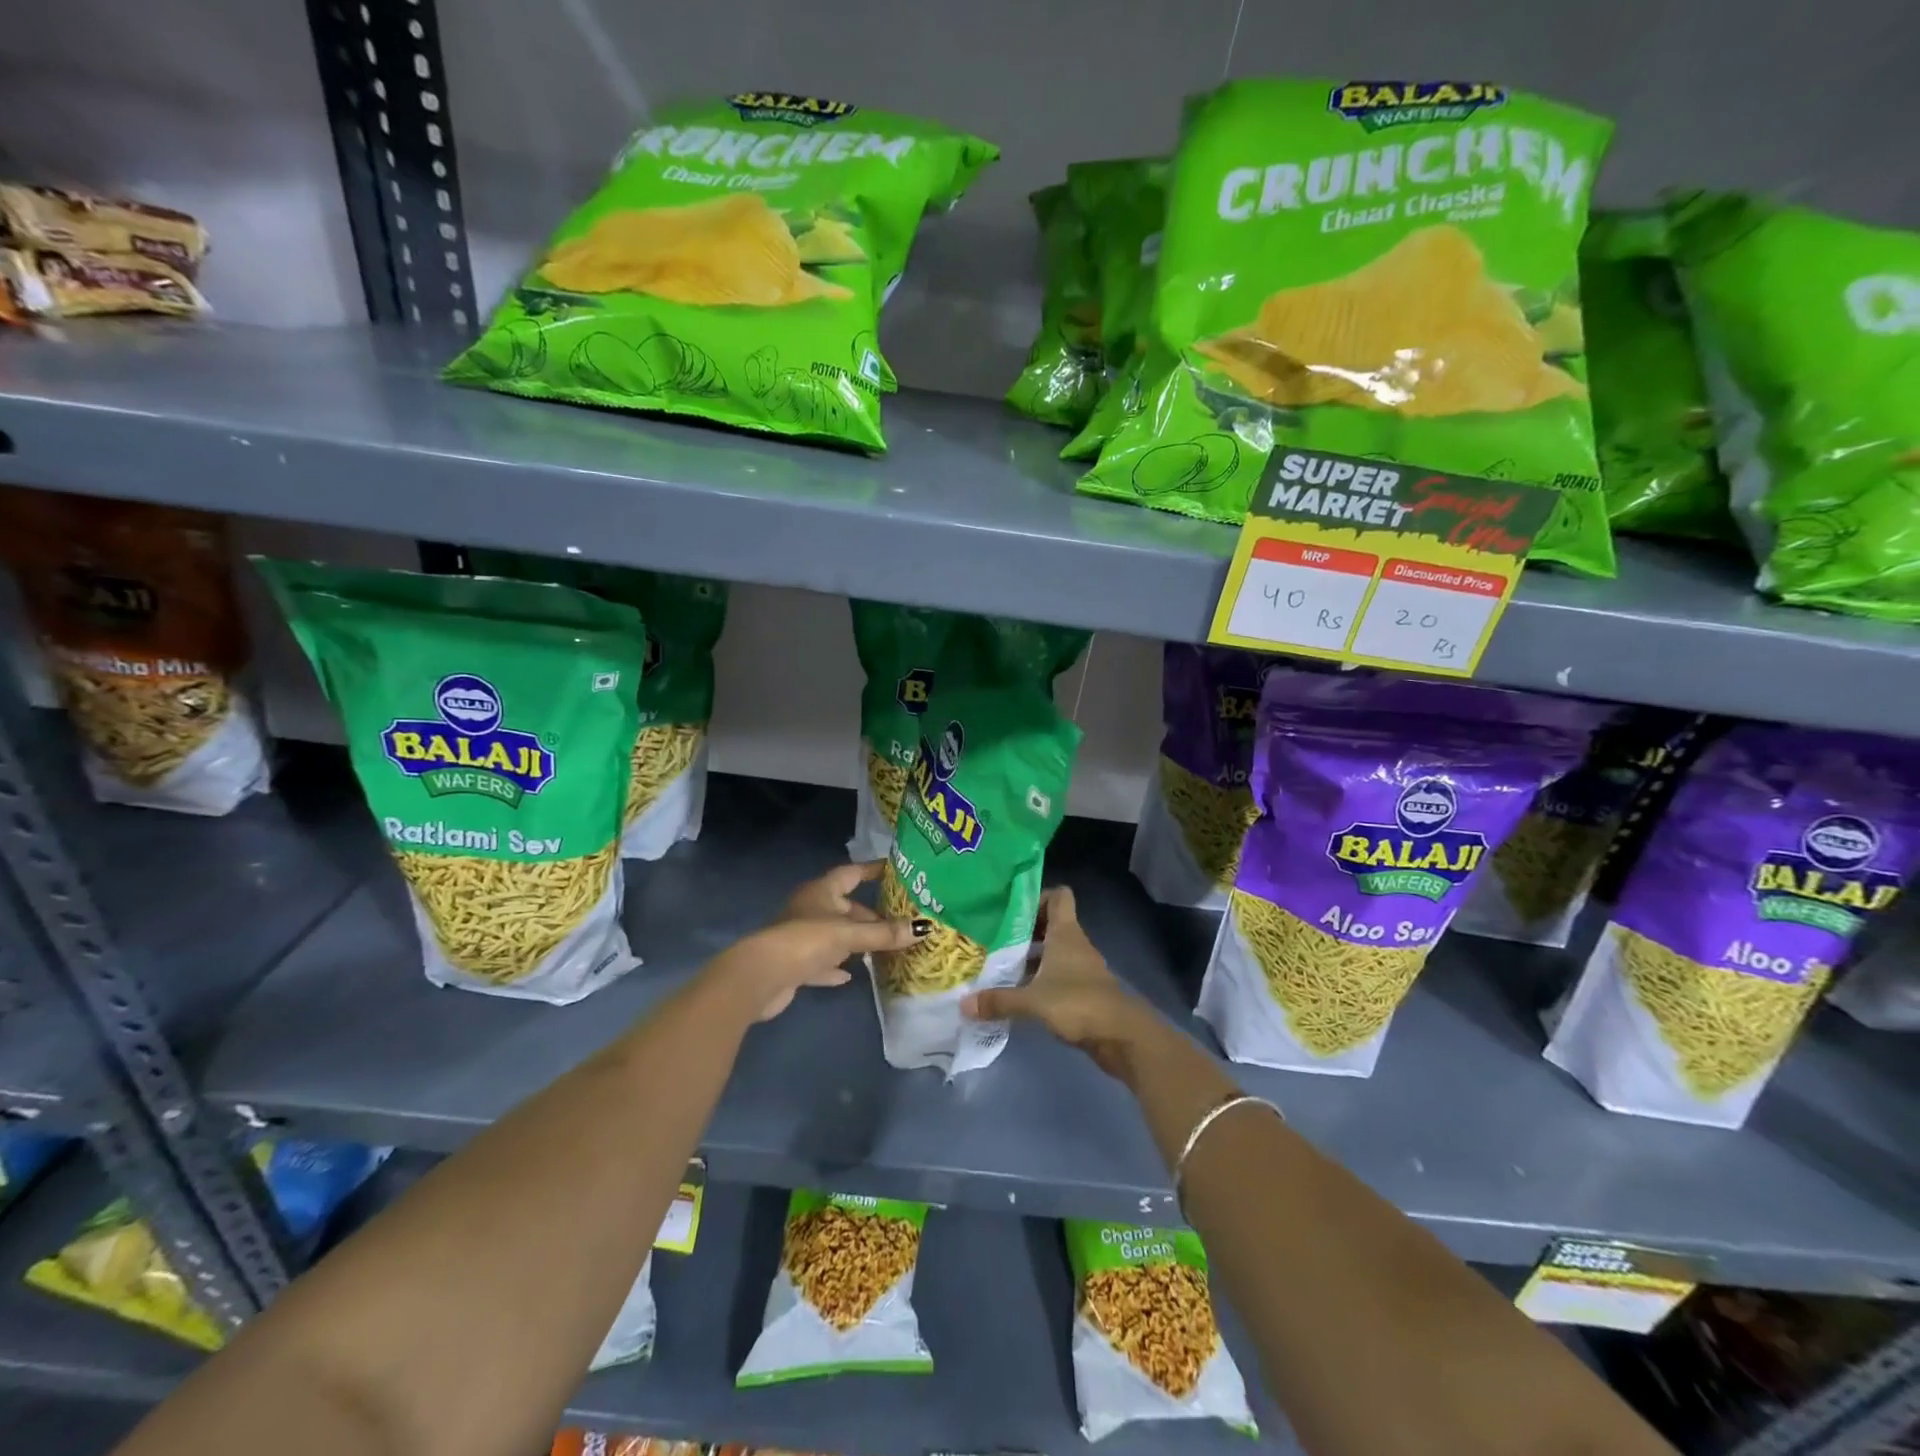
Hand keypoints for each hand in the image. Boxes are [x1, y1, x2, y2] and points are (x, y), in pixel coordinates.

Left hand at [712, 861, 924, 1021]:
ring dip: (855, 941)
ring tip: (883, 947)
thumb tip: (924, 927)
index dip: (871, 870)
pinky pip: (822, 962)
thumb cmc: (806, 940)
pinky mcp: (796, 964)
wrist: (763, 976)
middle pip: (846, 907)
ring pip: (835, 934)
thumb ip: (885, 933)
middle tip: (899, 922)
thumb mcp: (850, 934)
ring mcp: (801, 937)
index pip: (851, 873)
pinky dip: (836, 967)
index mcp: (821, 891)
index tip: (894, 870)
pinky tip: (851, 976)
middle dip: (870, 915)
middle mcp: (811, 909)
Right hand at [961, 887, 1160, 1078]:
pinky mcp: (1083, 991)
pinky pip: (1057, 975)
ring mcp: (1081, 968)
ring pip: (1053, 950)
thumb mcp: (1032, 1001)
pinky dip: (1040, 978)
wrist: (1121, 1037)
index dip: (1037, 897)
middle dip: (1024, 929)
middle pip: (1051, 923)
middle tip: (995, 937)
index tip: (1010, 909)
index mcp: (1066, 933)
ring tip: (1000, 965)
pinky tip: (1019, 992)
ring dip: (1031, 956)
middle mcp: (1075, 944)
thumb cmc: (1078, 1003)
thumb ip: (999, 1000)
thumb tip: (963, 1004)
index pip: (1058, 896)